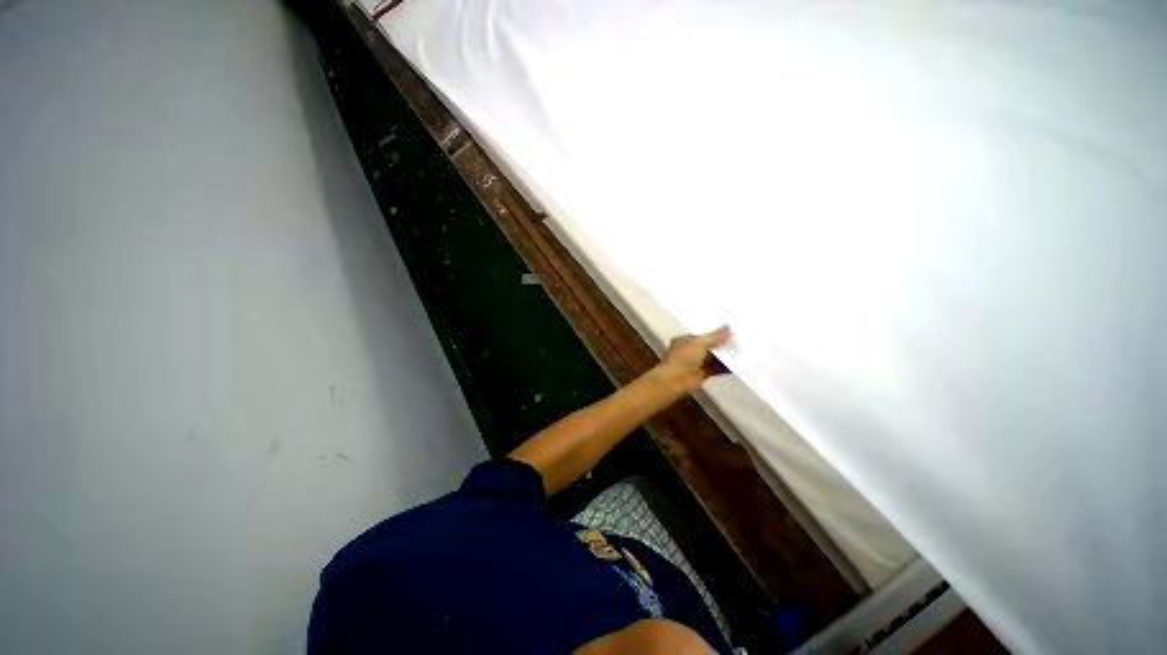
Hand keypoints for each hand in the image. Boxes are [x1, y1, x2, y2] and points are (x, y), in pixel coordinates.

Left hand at [652, 326, 730, 392]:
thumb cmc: (683, 358)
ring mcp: (694, 363)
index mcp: (683, 340)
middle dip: (719, 343)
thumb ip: (714, 336)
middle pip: (707, 346)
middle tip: (737, 338)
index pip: (700, 334)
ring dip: (722, 355)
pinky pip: (714, 368)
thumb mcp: (699, 343)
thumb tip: (728, 327)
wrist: (675, 381)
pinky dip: (723, 367)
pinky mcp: (701, 374)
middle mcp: (688, 351)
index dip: (712, 331)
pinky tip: (736, 364)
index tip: (727, 328)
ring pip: (711, 357)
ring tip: (740, 349)